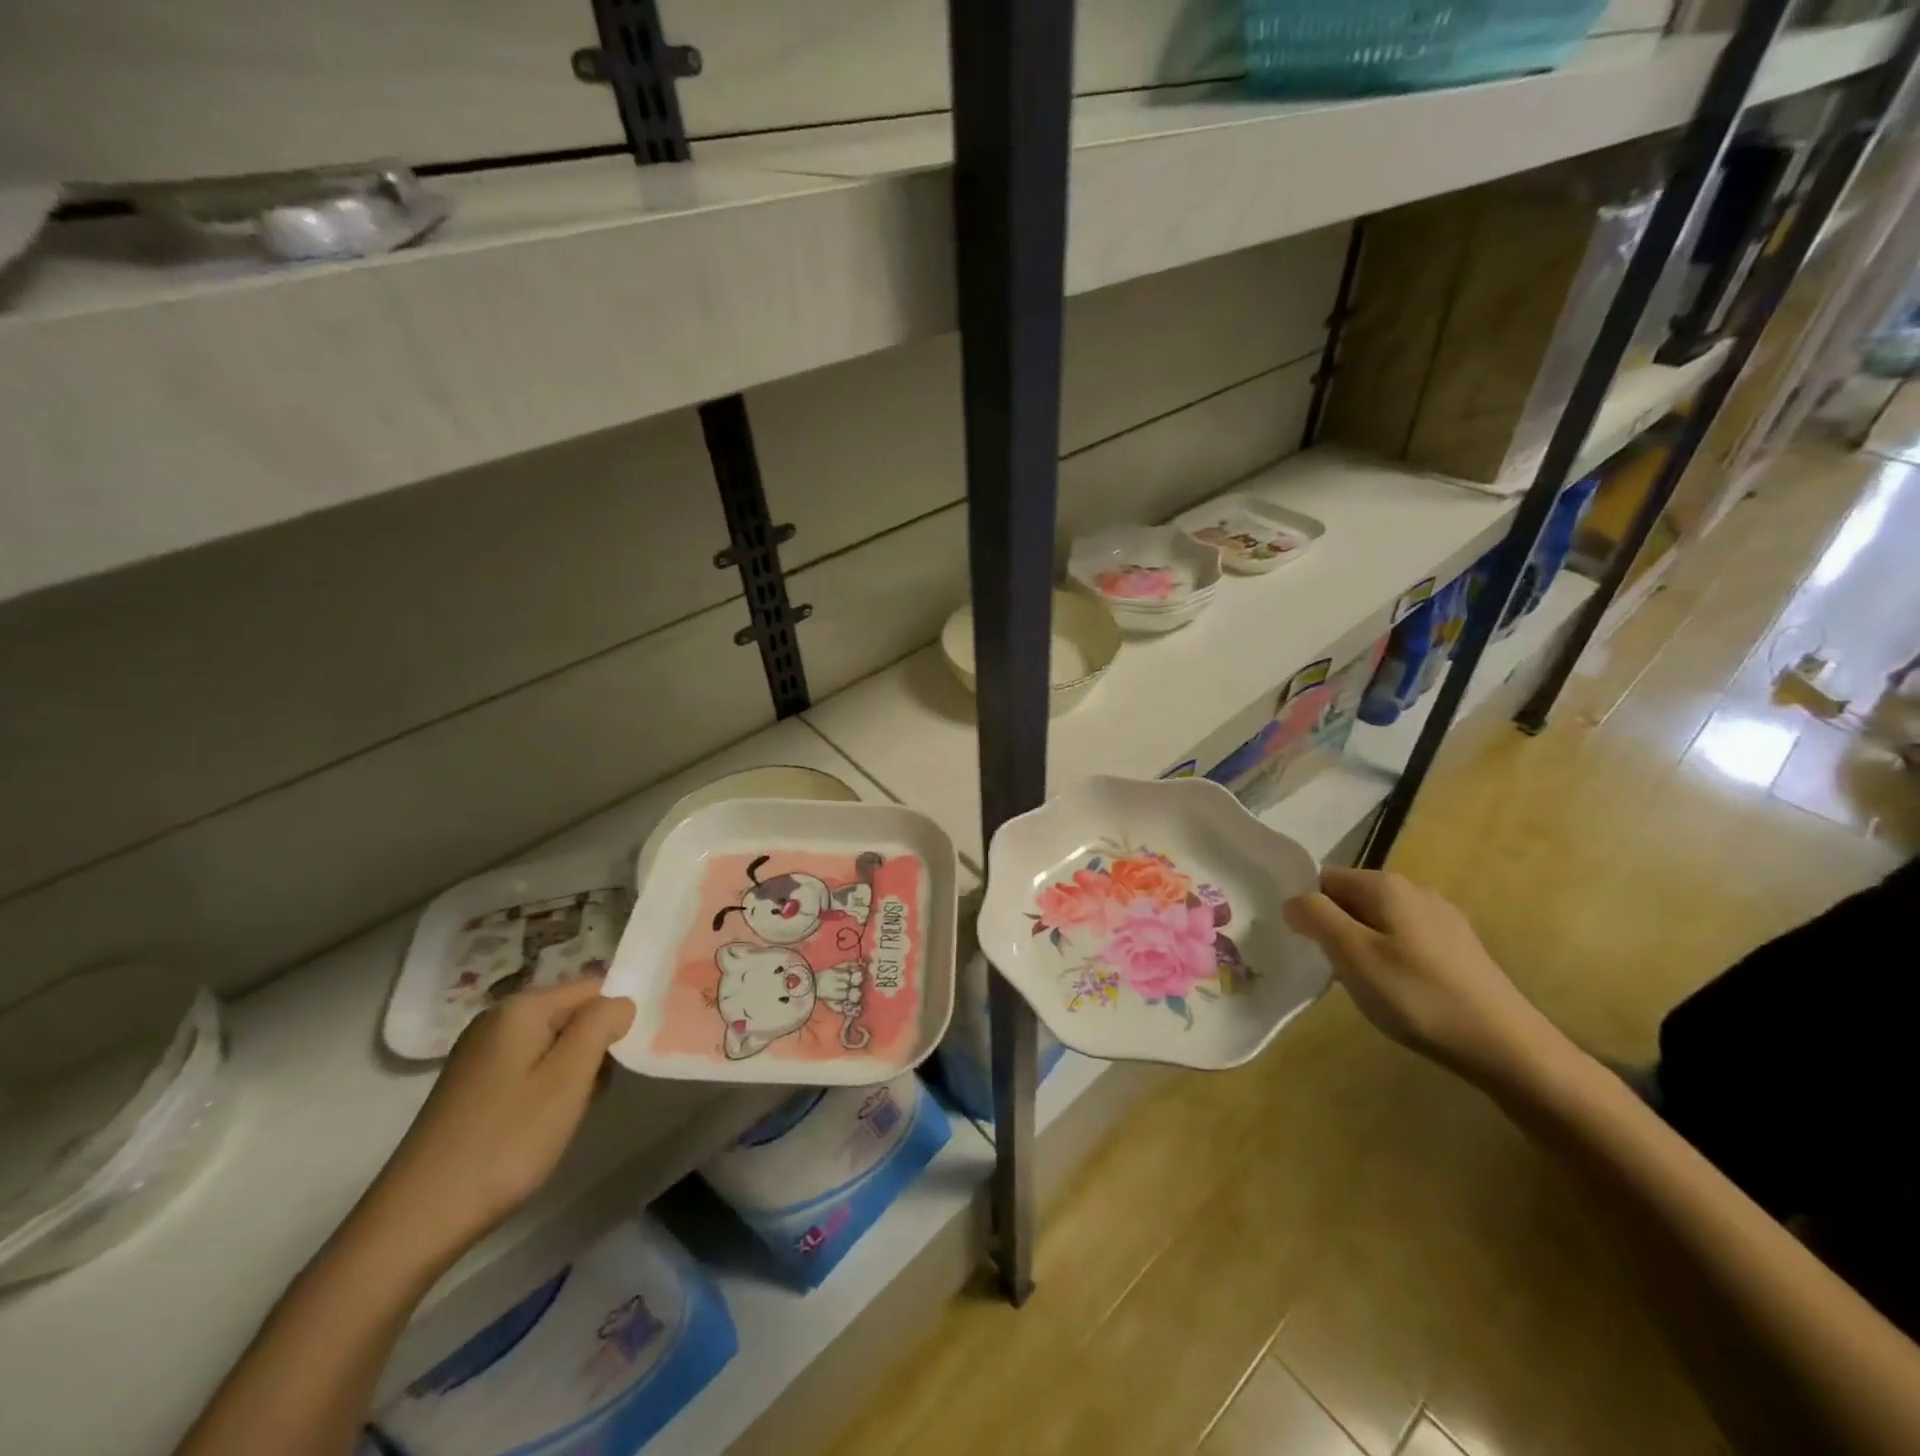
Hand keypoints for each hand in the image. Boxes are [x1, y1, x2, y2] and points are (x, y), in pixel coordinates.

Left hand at [355, 980, 635, 1274]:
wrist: (417, 1221)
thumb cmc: (505, 1141)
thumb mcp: (568, 1078)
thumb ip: (601, 1025)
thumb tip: (621, 1002)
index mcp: (521, 1008)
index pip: (594, 989)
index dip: (615, 1021)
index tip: (621, 1063)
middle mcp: (497, 1020)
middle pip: (572, 1016)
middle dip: (593, 1049)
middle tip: (592, 1095)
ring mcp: (480, 1055)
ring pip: (553, 1045)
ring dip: (572, 1074)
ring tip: (567, 1115)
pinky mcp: (472, 1087)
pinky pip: (529, 1069)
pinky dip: (546, 1090)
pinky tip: (541, 1125)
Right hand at [1284, 868, 1553, 1086]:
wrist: (1507, 1047)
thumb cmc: (1418, 996)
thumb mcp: (1353, 956)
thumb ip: (1316, 917)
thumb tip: (1293, 900)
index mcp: (1386, 885)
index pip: (1323, 879)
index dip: (1307, 908)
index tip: (1304, 945)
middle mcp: (1415, 890)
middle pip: (1351, 898)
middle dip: (1334, 927)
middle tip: (1331, 969)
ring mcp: (1442, 918)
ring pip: (1378, 920)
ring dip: (1361, 945)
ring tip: (1363, 984)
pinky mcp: (1459, 947)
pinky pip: (1404, 939)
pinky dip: (1390, 957)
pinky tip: (1399, 991)